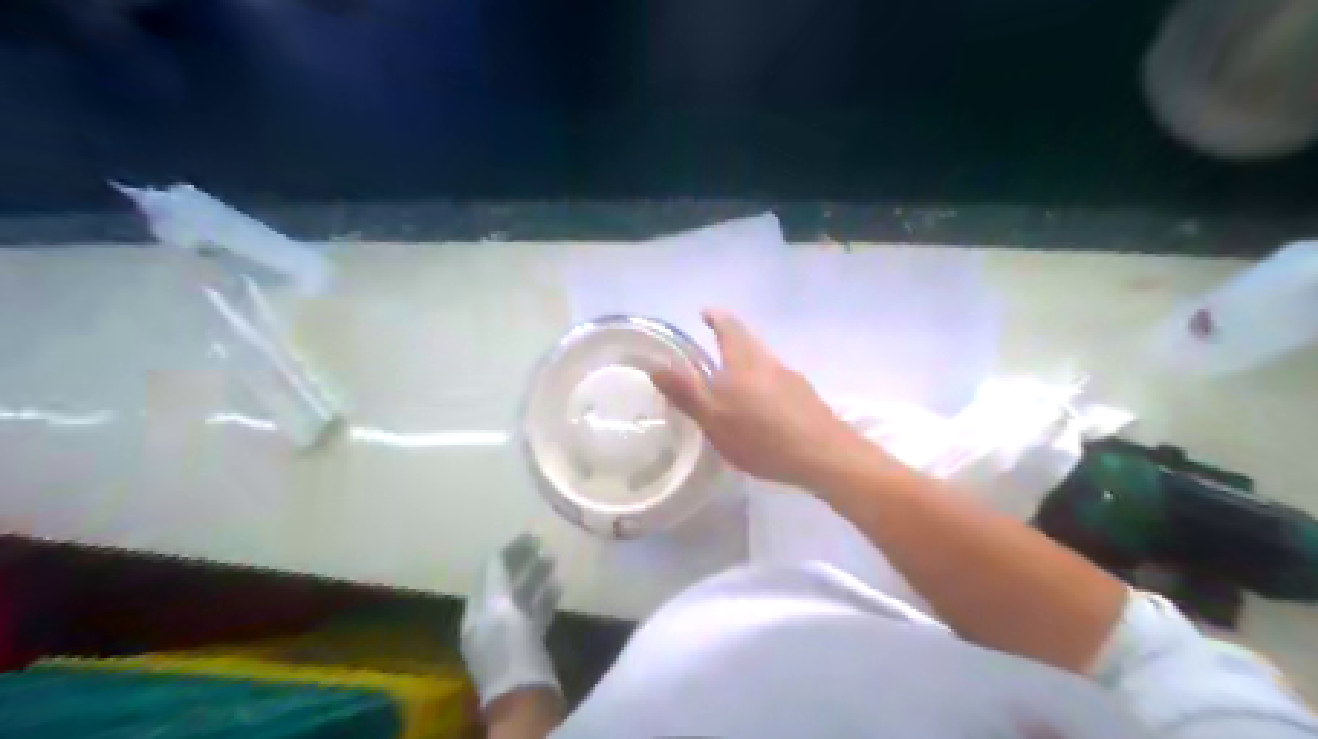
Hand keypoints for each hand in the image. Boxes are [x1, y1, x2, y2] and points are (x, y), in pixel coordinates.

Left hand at [460, 534, 559, 707]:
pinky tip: (559, 585)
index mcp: (477, 612)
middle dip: (521, 561)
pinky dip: (545, 597)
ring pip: (522, 598)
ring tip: (553, 558)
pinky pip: (535, 614)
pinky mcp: (529, 646)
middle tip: (541, 541)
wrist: (526, 698)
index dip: (506, 552)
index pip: (488, 574)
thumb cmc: (510, 650)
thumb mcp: (499, 609)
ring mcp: (510, 635)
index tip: (529, 534)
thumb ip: (496, 580)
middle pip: (505, 584)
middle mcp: (489, 621)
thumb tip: (496, 552)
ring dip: (535, 576)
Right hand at [649, 306, 871, 490]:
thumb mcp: (713, 417)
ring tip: (732, 381)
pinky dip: (762, 384)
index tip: (705, 312)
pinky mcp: (805, 398)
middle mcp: (769, 361)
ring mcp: (791, 378)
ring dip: (746, 363)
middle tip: (713, 346)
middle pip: (748, 341)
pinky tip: (760, 408)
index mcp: (744, 361)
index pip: (728, 326)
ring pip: (763, 362)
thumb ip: (685, 392)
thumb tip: (656, 365)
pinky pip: (776, 381)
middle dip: (731, 339)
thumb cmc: (761, 436)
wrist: (823, 455)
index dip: (716, 317)